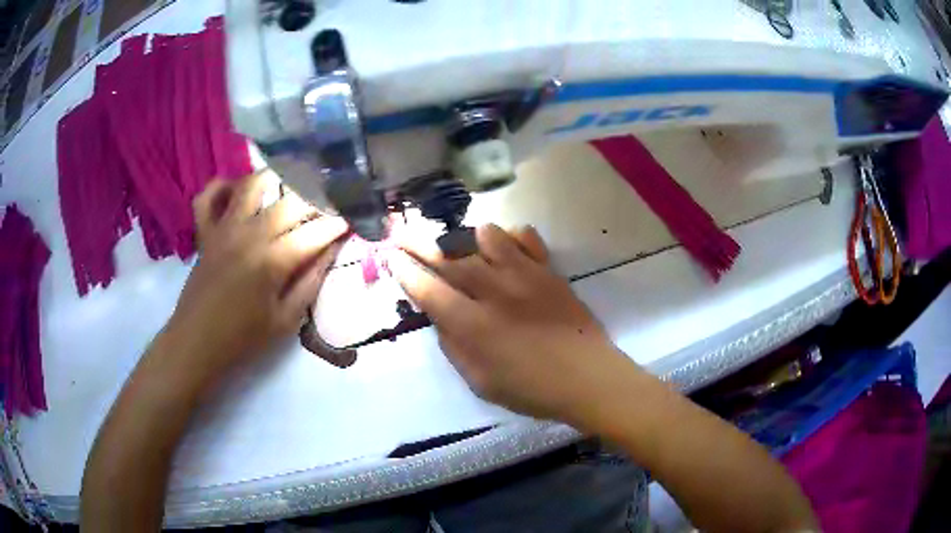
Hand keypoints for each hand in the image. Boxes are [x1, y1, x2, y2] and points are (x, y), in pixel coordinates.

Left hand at [161, 174, 347, 385]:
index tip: (352, 218)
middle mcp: (250, 234)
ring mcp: (224, 228)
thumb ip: (311, 282)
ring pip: (253, 184)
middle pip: (292, 200)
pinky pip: (209, 195)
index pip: (316, 232)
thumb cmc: (244, 338)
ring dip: (276, 179)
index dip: (339, 223)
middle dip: (318, 198)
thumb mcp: (286, 320)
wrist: (197, 343)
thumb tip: (331, 250)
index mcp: (273, 261)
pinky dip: (223, 186)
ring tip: (290, 186)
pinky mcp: (206, 231)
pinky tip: (237, 192)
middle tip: (330, 203)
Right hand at [391, 224, 634, 422]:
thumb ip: (454, 348)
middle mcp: (494, 291)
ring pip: (486, 236)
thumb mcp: (481, 383)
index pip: (429, 290)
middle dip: (419, 243)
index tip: (391, 258)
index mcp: (473, 325)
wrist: (588, 377)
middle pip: (449, 257)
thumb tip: (441, 318)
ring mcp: (524, 275)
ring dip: (466, 238)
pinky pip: (526, 237)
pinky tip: (505, 247)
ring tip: (460, 246)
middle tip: (402, 233)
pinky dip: (510, 236)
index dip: (405, 272)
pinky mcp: (548, 270)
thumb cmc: (532, 390)